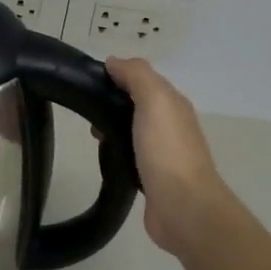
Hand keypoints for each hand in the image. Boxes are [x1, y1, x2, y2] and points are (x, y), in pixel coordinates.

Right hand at [104, 57, 242, 259]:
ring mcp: (163, 152)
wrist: (183, 207)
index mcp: (173, 103)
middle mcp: (171, 124)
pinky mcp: (152, 177)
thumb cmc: (167, 150)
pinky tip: (105, 156)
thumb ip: (136, 76)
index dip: (117, 75)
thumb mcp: (154, 100)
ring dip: (112, 127)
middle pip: (137, 104)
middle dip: (111, 103)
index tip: (88, 81)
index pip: (142, 79)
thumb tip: (114, 62)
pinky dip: (117, 150)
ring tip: (91, 135)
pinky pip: (131, 154)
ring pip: (133, 129)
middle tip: (86, 112)